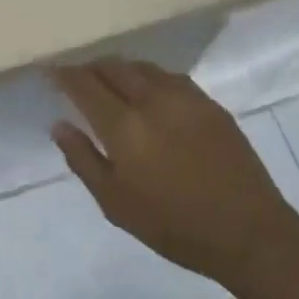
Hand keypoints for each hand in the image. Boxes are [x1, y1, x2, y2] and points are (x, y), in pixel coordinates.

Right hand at [51, 59, 298, 290]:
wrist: (248, 232)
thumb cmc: (173, 226)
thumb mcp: (116, 204)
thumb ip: (83, 159)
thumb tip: (59, 125)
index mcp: (124, 126)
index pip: (84, 85)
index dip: (64, 75)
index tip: (50, 72)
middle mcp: (151, 100)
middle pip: (112, 67)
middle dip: (90, 68)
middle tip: (78, 78)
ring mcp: (184, 97)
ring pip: (142, 67)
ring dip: (119, 69)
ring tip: (110, 82)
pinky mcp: (209, 103)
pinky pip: (169, 77)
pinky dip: (149, 77)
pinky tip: (149, 92)